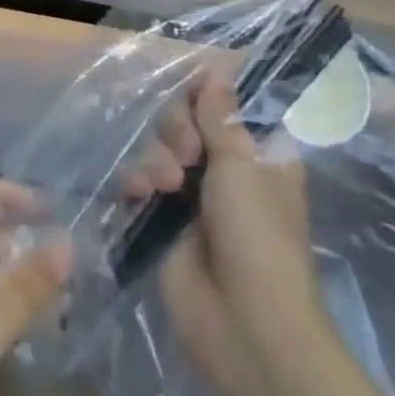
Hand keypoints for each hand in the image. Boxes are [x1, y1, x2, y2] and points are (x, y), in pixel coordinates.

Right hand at [126, 74, 320, 395]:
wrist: (244, 326)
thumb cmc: (257, 235)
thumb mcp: (241, 164)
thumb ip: (219, 114)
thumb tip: (216, 69)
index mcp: (256, 150)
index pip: (224, 102)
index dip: (206, 94)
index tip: (194, 95)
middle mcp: (224, 166)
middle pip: (187, 118)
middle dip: (179, 127)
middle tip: (189, 150)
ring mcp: (193, 194)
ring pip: (161, 146)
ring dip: (159, 156)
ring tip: (167, 184)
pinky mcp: (164, 221)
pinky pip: (141, 180)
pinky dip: (137, 180)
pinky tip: (139, 192)